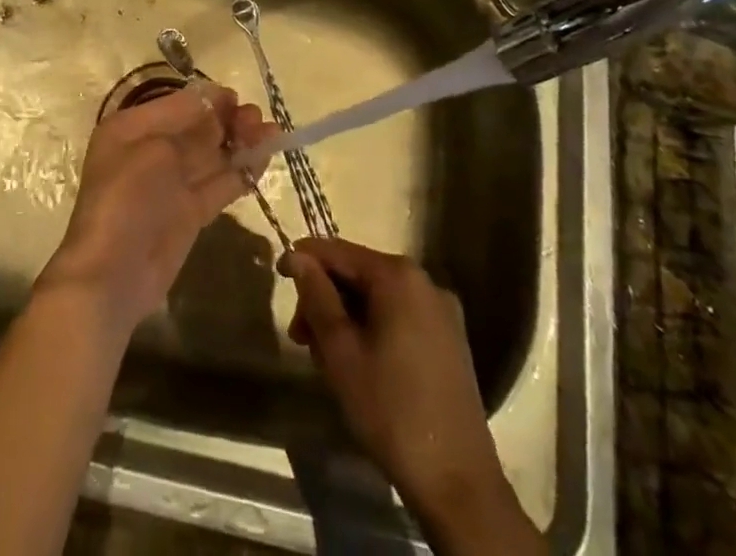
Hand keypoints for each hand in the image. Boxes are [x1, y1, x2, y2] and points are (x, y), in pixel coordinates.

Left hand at [38, 86, 273, 333]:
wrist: (114, 274)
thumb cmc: (127, 198)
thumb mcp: (155, 149)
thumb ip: (190, 126)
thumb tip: (217, 102)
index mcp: (133, 128)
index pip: (178, 104)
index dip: (209, 100)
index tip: (238, 99)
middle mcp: (152, 150)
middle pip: (197, 128)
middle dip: (229, 120)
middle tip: (258, 119)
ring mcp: (171, 184)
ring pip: (212, 156)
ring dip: (241, 144)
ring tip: (273, 134)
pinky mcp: (189, 213)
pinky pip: (218, 184)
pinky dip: (241, 172)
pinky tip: (263, 161)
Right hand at [283, 238, 537, 550]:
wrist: (458, 483)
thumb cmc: (390, 410)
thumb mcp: (340, 351)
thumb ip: (316, 296)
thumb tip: (298, 256)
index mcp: (399, 276)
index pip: (339, 252)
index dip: (304, 259)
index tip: (277, 275)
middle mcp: (425, 282)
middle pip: (359, 275)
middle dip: (325, 299)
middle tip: (300, 337)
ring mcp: (442, 313)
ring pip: (378, 299)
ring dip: (345, 318)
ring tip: (324, 357)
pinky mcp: (450, 342)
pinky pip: (399, 317)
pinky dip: (372, 329)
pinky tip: (357, 362)